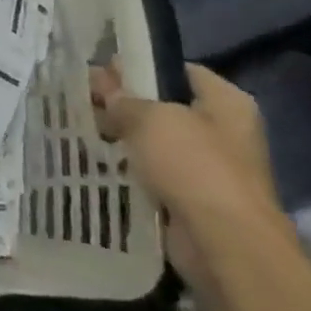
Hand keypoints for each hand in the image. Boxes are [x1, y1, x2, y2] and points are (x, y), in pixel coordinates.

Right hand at [91, 63, 285, 303]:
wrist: (224, 243)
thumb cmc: (194, 166)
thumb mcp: (150, 119)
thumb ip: (123, 100)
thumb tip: (104, 86)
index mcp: (226, 103)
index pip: (179, 70)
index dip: (141, 66)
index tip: (102, 69)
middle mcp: (223, 132)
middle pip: (165, 106)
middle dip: (126, 103)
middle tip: (84, 99)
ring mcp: (210, 168)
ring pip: (156, 142)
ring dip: (124, 138)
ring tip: (83, 129)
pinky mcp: (193, 199)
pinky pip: (154, 174)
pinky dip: (130, 169)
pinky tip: (99, 162)